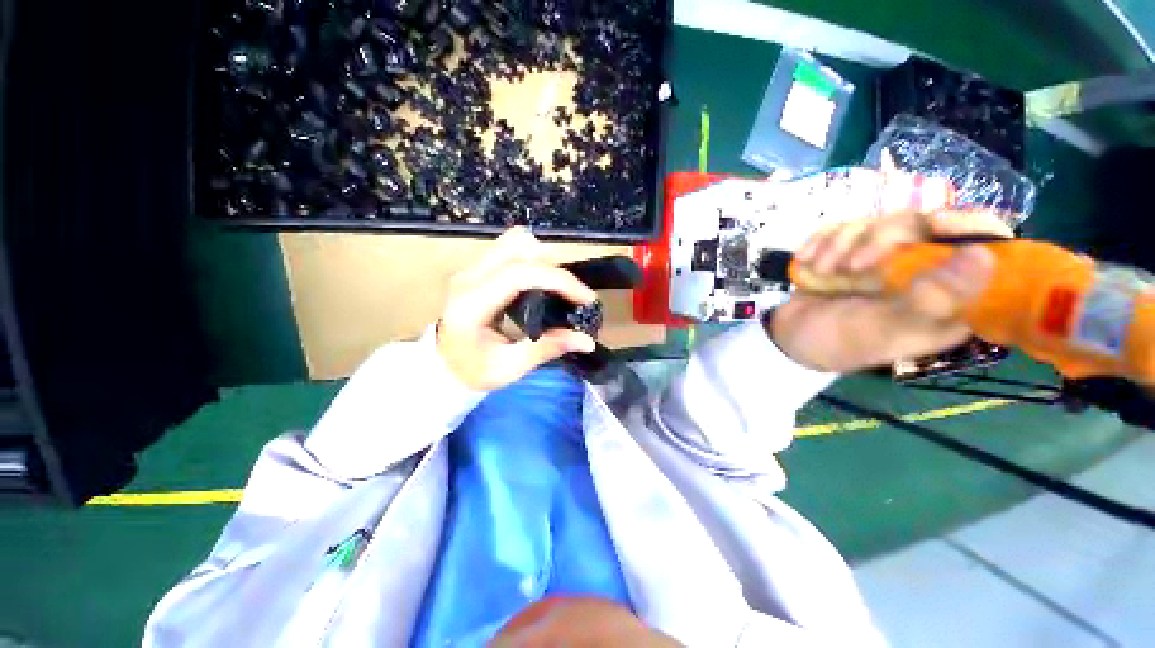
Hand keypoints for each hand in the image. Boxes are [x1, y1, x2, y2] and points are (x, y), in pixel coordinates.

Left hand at [438, 228, 597, 389]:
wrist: (442, 366)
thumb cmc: (473, 371)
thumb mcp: (510, 368)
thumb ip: (547, 349)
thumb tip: (587, 341)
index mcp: (473, 303)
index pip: (519, 274)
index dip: (558, 280)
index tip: (585, 298)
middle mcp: (470, 277)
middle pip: (518, 246)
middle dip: (553, 268)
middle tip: (569, 296)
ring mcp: (473, 269)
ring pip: (516, 242)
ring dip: (543, 261)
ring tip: (555, 290)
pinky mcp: (479, 269)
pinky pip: (512, 250)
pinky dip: (534, 262)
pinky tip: (540, 286)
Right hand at [769, 209, 1010, 371]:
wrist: (788, 340)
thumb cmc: (839, 343)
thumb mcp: (886, 329)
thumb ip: (932, 299)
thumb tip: (983, 255)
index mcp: (948, 296)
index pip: (982, 245)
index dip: (967, 226)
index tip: (934, 224)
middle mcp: (921, 271)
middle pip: (921, 224)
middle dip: (880, 239)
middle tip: (852, 266)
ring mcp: (883, 259)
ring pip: (877, 221)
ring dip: (841, 244)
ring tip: (823, 271)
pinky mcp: (849, 251)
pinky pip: (841, 227)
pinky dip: (821, 240)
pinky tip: (807, 260)